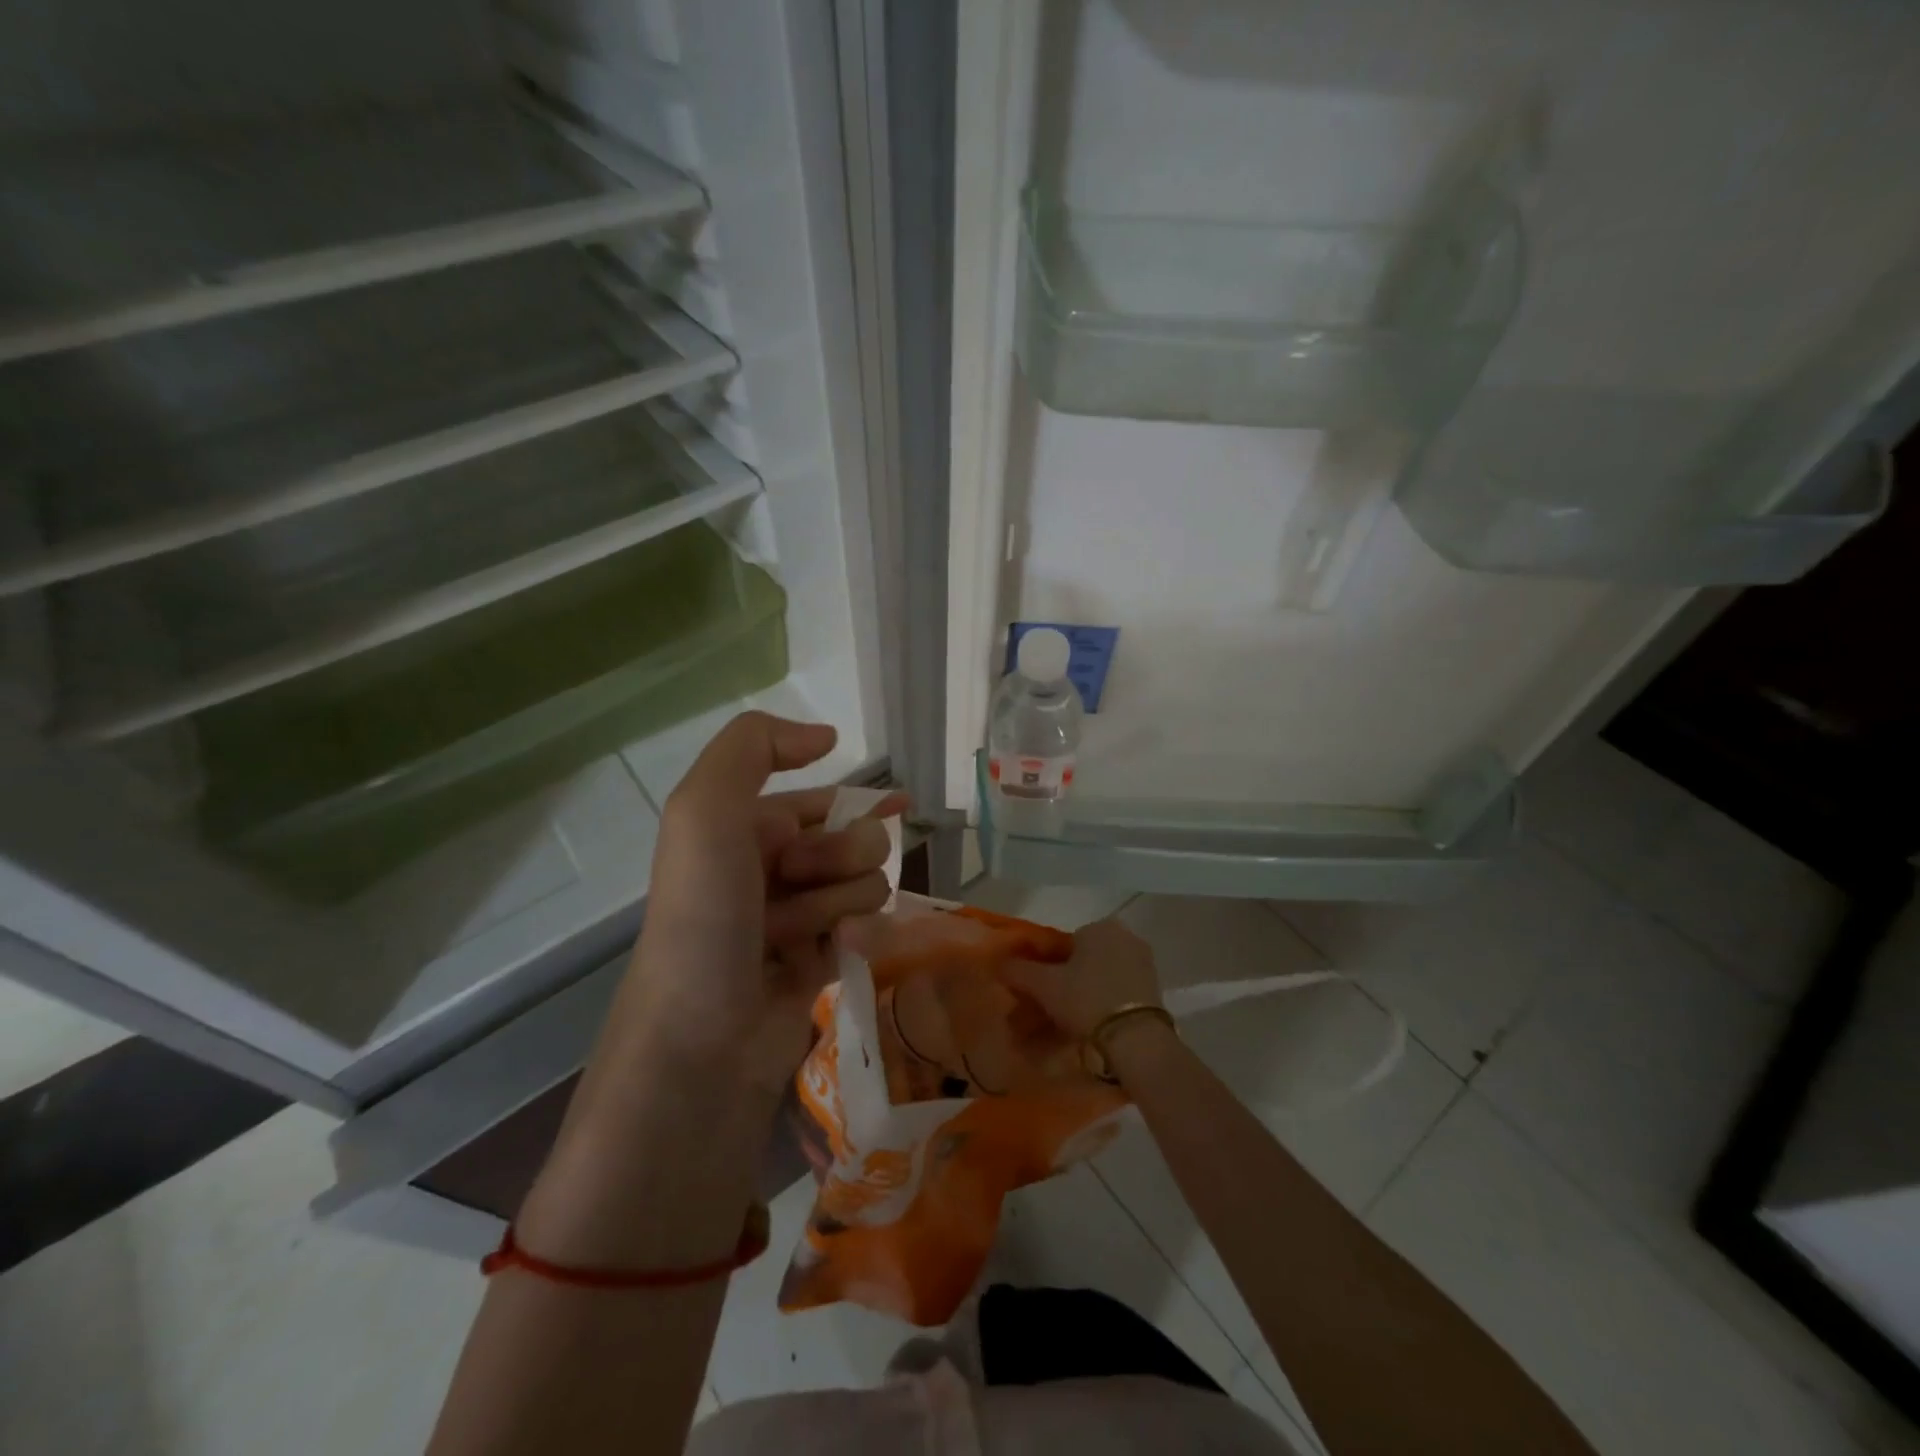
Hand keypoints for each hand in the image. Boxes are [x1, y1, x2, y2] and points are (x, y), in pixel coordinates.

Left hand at [628, 712, 905, 1091]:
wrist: (701, 1042)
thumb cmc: (703, 916)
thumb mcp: (704, 810)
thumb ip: (753, 747)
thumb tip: (825, 737)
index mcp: (742, 832)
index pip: (818, 800)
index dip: (854, 799)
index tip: (896, 804)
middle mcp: (771, 871)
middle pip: (852, 840)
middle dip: (841, 853)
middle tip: (802, 879)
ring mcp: (798, 920)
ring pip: (866, 884)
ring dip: (844, 900)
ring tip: (801, 932)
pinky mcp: (821, 965)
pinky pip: (869, 929)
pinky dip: (861, 936)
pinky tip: (844, 951)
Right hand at [1003, 916, 1162, 1039]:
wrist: (1137, 1040)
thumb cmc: (1087, 1000)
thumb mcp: (1045, 985)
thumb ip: (1019, 970)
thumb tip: (998, 963)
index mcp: (1101, 926)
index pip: (1064, 943)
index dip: (1047, 967)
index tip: (1039, 992)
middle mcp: (1126, 937)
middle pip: (1084, 960)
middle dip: (1066, 982)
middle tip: (1051, 1010)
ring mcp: (1144, 964)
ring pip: (1101, 978)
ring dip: (1084, 996)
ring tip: (1069, 1025)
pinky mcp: (1155, 991)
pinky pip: (1119, 993)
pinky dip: (1104, 1006)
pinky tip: (1093, 1028)